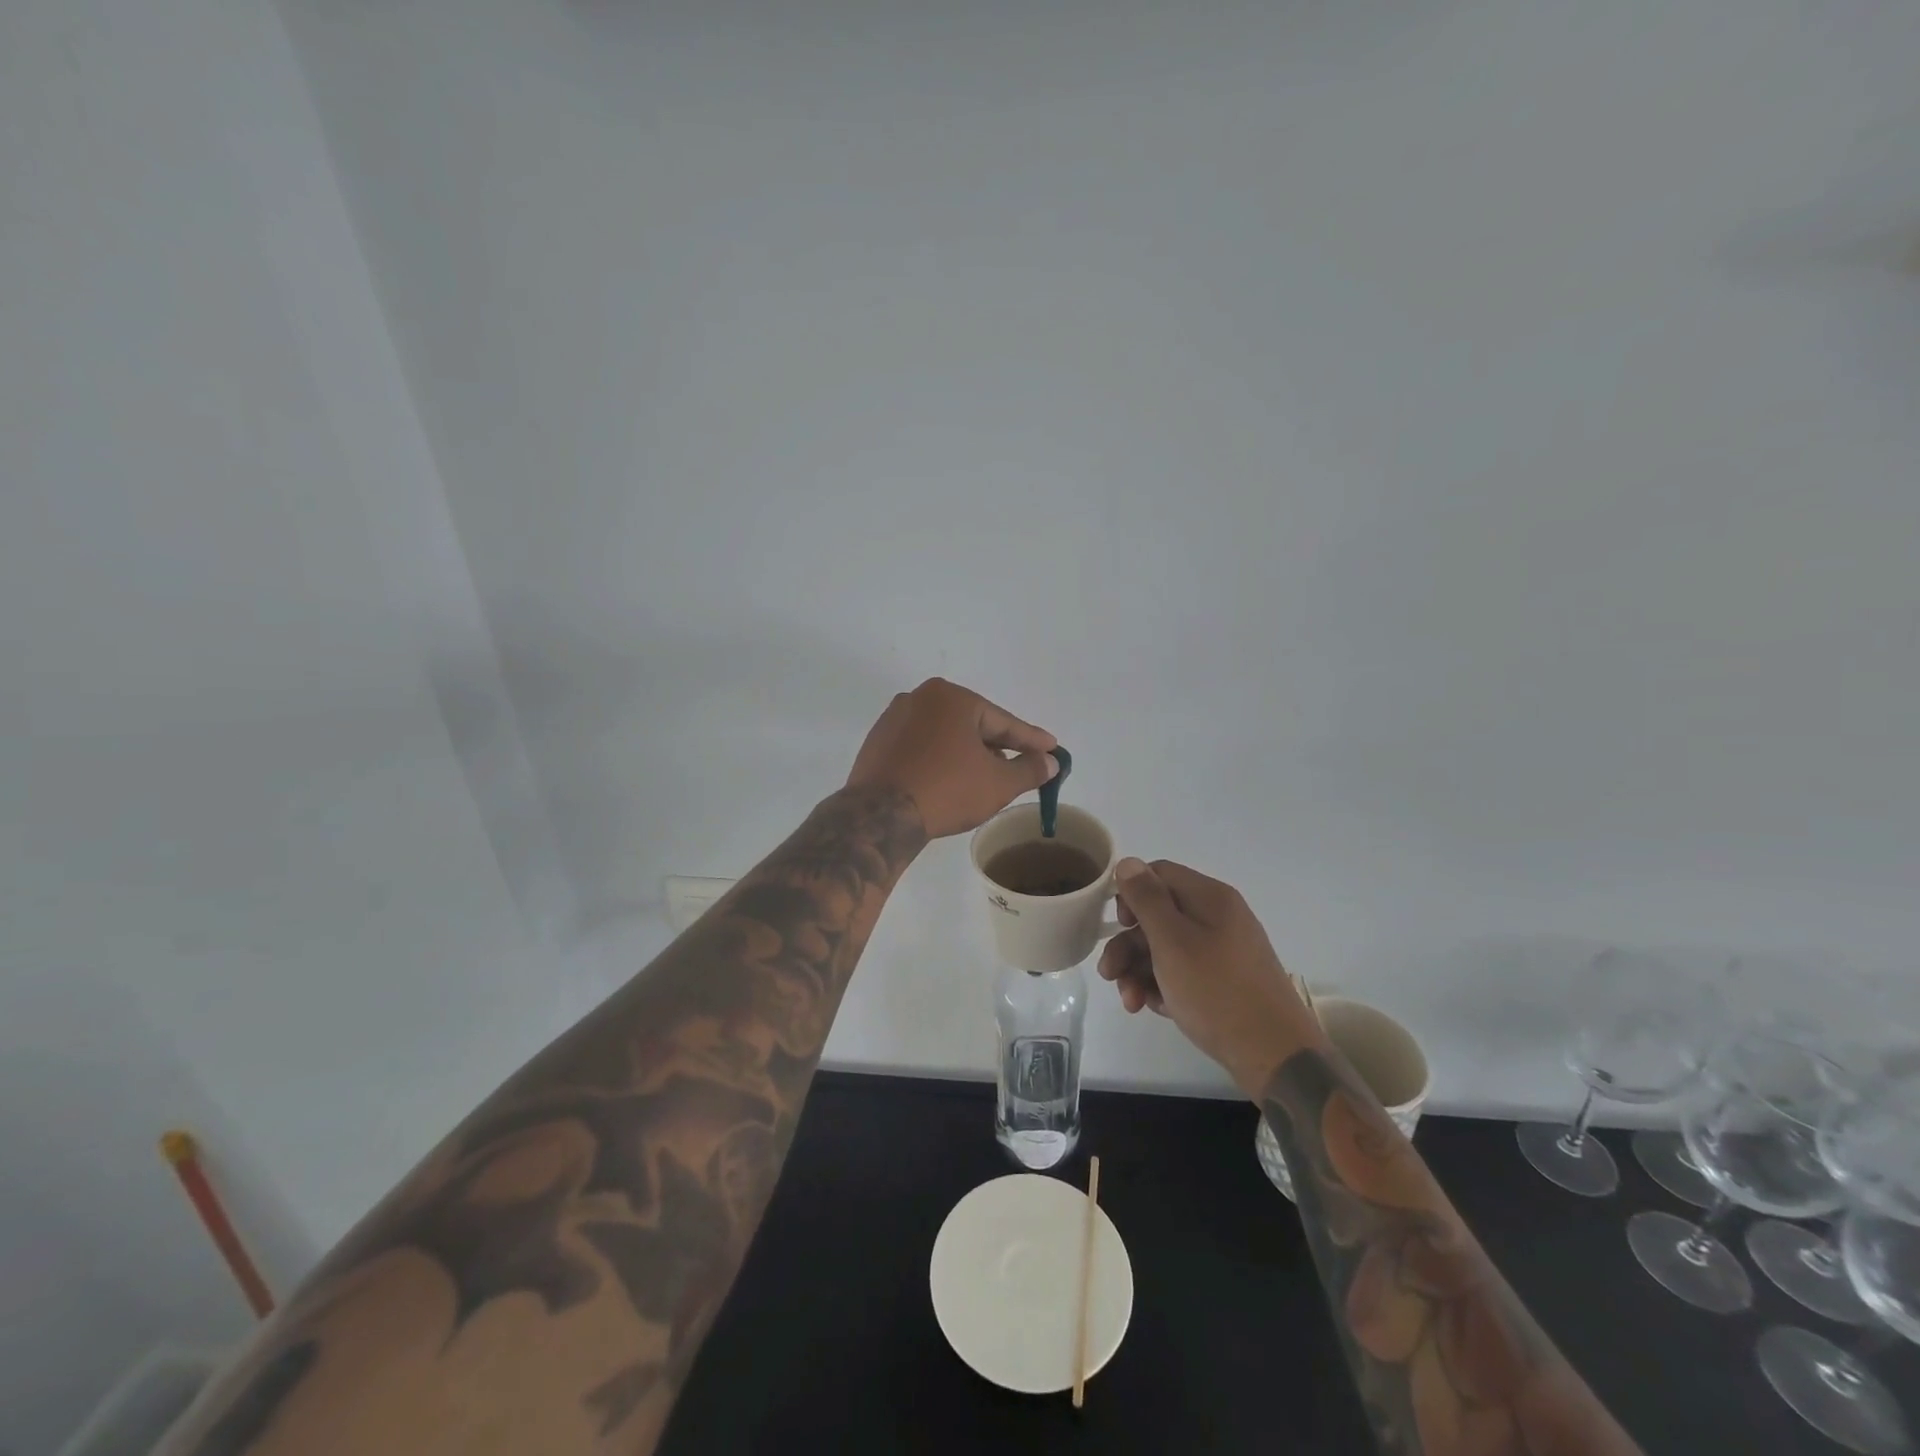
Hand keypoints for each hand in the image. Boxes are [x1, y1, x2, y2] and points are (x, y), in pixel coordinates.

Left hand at [846, 678, 1057, 839]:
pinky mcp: (878, 741)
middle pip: (972, 724)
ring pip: (945, 735)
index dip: (1031, 739)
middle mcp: (921, 697)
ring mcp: (894, 718)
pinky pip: (921, 746)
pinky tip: (949, 779)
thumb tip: (1051, 762)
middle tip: (1020, 766)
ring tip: (985, 777)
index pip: (1002, 721)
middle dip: (997, 746)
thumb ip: (1030, 769)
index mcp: (952, 697)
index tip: (1053, 748)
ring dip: (967, 753)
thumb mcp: (998, 783)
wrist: (880, 815)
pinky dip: (940, 758)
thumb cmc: (947, 790)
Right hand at [1097, 858, 1311, 1092]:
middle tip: (1109, 974)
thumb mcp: (1172, 941)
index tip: (1117, 925)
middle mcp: (1218, 918)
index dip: (1131, 894)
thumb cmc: (1216, 991)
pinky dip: (1163, 987)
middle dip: (1128, 944)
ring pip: (1166, 948)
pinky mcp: (1224, 982)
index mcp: (1210, 898)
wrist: (1274, 1055)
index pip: (1159, 874)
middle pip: (1158, 915)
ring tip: (1130, 1002)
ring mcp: (1223, 951)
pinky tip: (1154, 1008)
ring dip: (1139, 970)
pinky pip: (1183, 972)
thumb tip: (1128, 863)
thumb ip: (1146, 900)